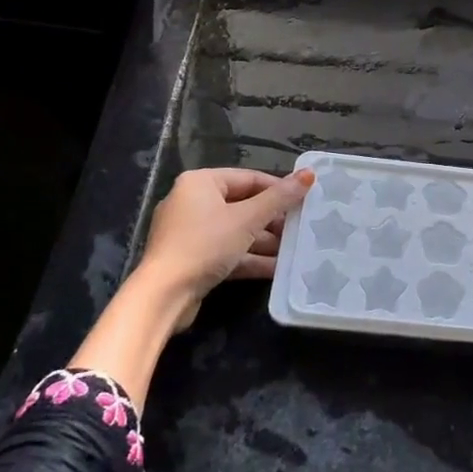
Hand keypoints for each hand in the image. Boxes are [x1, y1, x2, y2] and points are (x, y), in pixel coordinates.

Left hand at [135, 167, 314, 329]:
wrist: (163, 296)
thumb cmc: (205, 245)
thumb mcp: (248, 219)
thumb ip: (279, 198)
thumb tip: (309, 174)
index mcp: (201, 182)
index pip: (249, 178)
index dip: (278, 189)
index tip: (304, 200)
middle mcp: (192, 202)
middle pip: (242, 205)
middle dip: (272, 220)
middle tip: (301, 228)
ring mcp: (190, 233)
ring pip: (235, 231)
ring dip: (264, 242)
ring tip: (295, 250)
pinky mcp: (191, 259)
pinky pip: (226, 251)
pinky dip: (249, 258)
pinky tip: (277, 268)